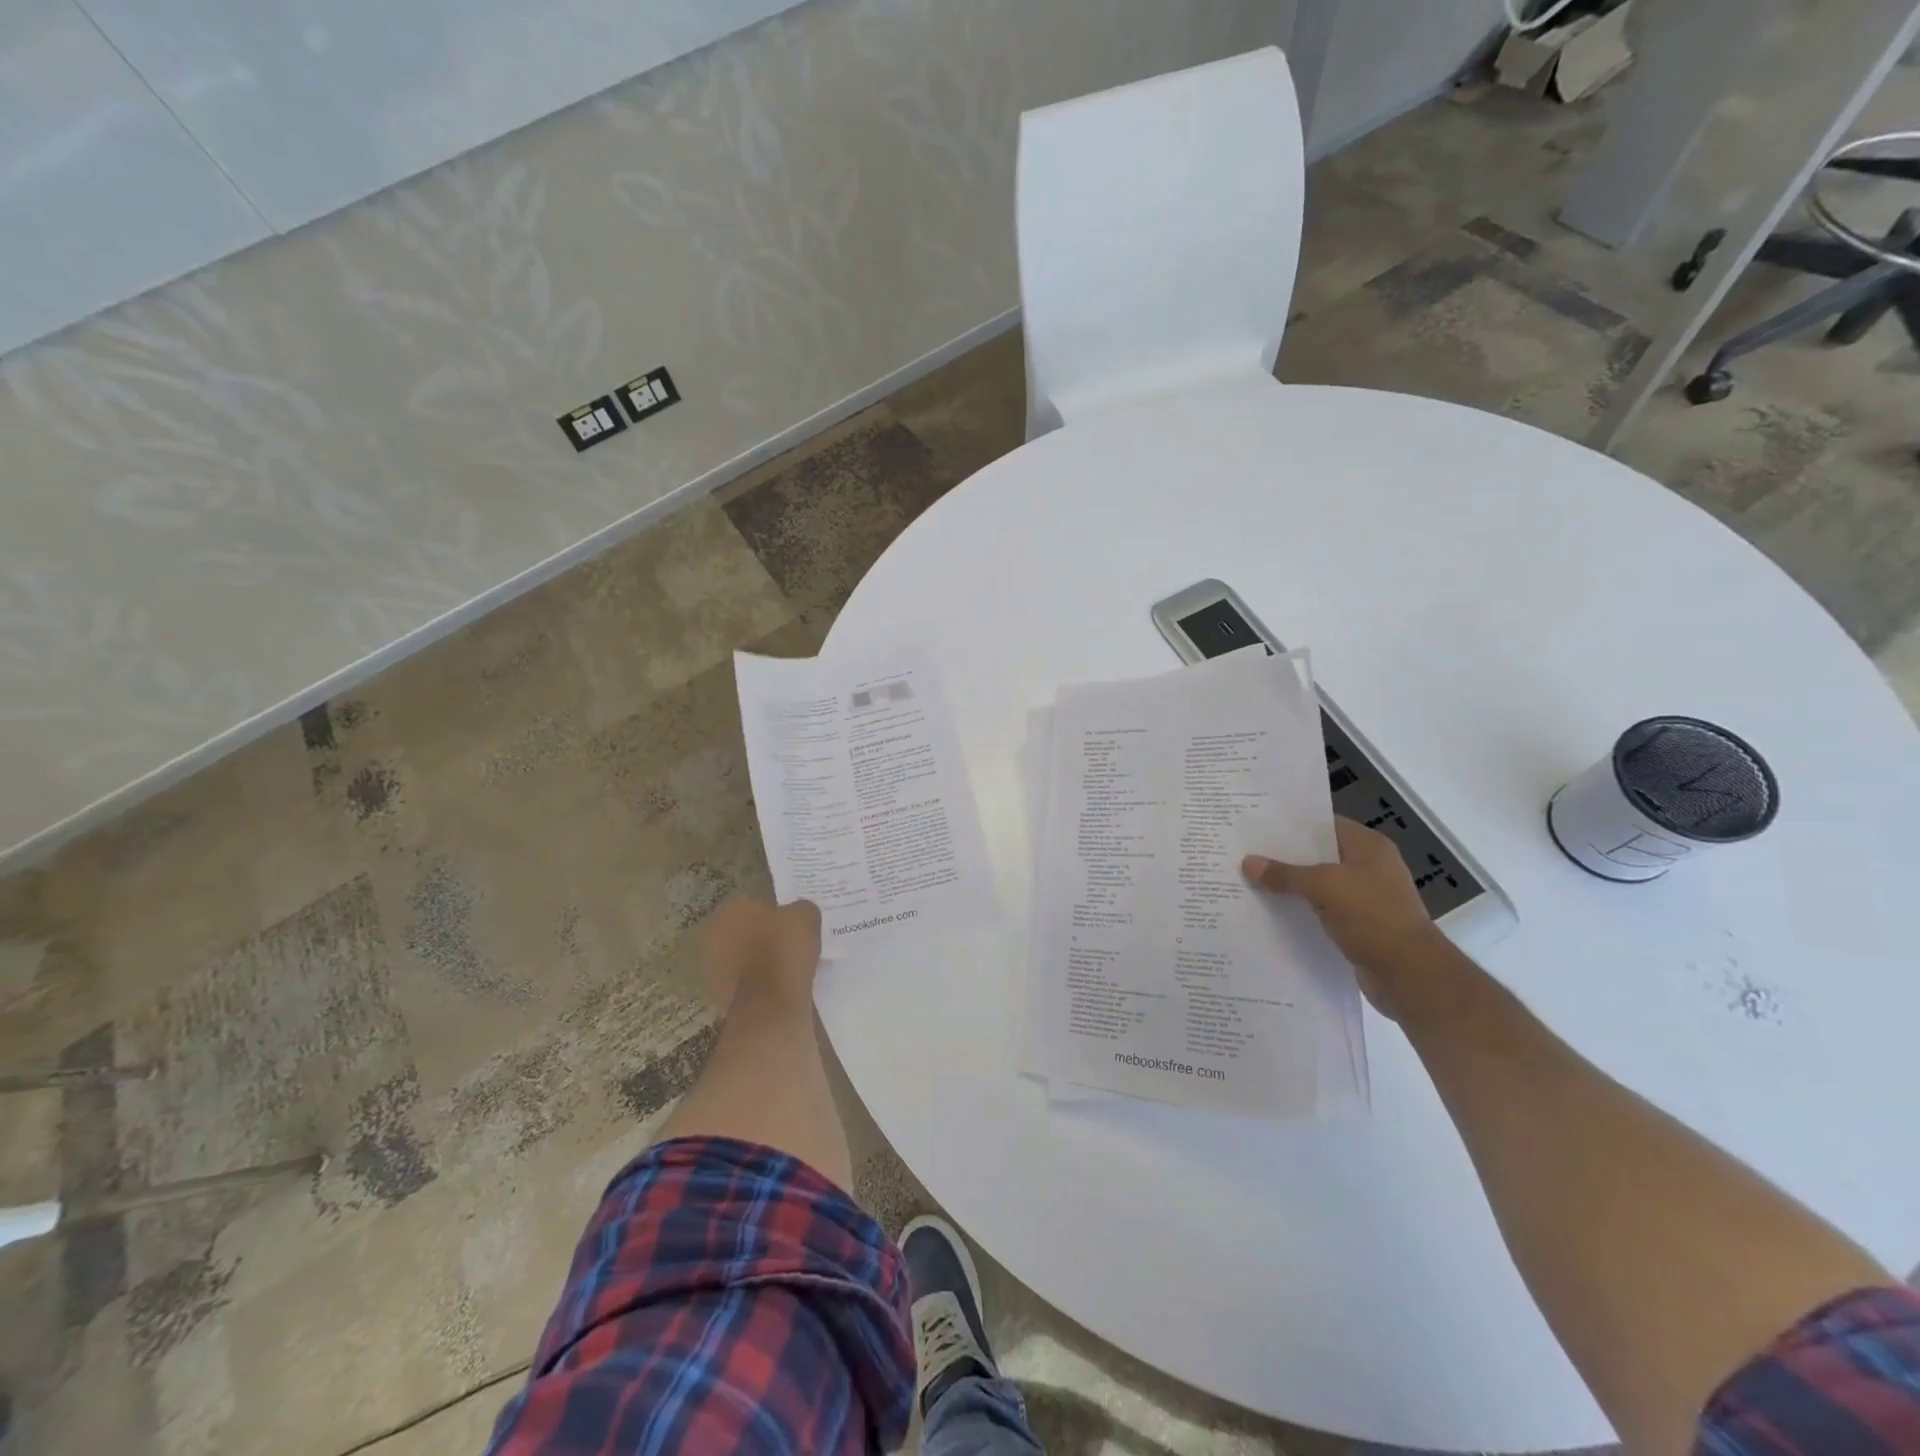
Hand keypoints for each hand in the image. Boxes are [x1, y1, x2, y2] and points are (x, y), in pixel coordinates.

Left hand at [702, 898, 821, 1010]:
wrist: (770, 1004)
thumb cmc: (785, 950)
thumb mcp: (807, 916)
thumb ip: (800, 907)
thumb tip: (798, 911)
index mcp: (732, 908)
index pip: (751, 900)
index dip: (771, 908)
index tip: (788, 918)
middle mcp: (714, 932)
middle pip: (740, 927)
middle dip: (758, 932)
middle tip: (784, 940)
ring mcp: (711, 965)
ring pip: (738, 954)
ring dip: (753, 957)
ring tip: (781, 964)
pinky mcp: (716, 993)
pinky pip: (739, 979)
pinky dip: (752, 980)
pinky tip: (773, 984)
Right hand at [1242, 818, 1446, 1019]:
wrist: (1409, 974)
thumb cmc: (1371, 915)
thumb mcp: (1322, 886)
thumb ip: (1284, 874)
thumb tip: (1248, 863)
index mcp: (1369, 847)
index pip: (1325, 824)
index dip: (1293, 824)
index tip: (1258, 826)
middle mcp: (1371, 868)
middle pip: (1320, 855)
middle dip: (1286, 857)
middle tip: (1246, 852)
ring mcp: (1368, 899)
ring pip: (1320, 885)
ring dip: (1292, 887)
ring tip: (1251, 881)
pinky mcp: (1361, 927)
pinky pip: (1324, 911)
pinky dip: (1302, 912)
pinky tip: (1273, 913)